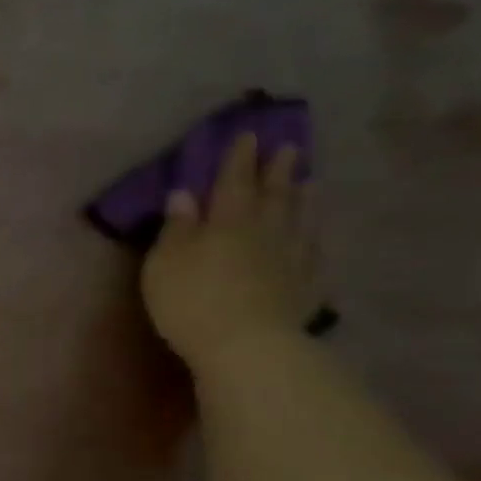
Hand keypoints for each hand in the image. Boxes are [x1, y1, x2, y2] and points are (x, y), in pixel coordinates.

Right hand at [141, 133, 319, 376]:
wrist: (246, 345)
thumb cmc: (191, 301)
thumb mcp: (165, 262)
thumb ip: (176, 228)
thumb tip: (184, 194)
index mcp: (227, 221)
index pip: (232, 181)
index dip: (237, 158)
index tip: (247, 135)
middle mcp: (265, 231)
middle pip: (273, 194)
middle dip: (276, 170)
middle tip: (287, 147)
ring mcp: (291, 258)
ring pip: (300, 218)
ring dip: (302, 198)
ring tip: (308, 180)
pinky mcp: (305, 286)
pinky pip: (313, 253)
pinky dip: (314, 238)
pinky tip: (315, 235)